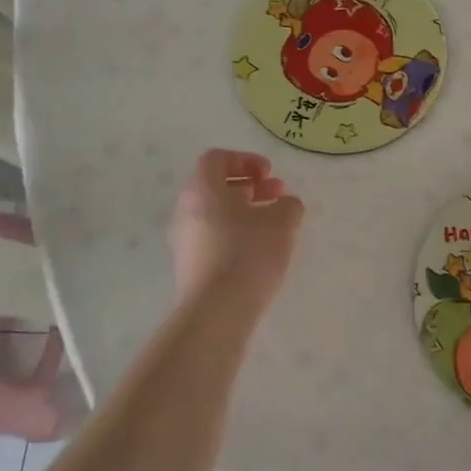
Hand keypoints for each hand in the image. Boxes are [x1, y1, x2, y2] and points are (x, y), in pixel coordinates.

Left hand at [168, 150, 303, 308]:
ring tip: (271, 224)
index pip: (217, 159)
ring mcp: (182, 239)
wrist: (216, 311)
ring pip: (213, 212)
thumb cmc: (248, 253)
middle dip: (248, 185)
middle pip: (215, 185)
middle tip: (276, 195)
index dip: (245, 160)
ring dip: (242, 210)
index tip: (269, 173)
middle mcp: (185, 209)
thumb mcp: (282, 221)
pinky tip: (257, 250)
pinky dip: (233, 233)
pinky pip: (210, 237)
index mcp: (202, 188)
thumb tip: (285, 204)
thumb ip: (288, 204)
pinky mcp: (187, 265)